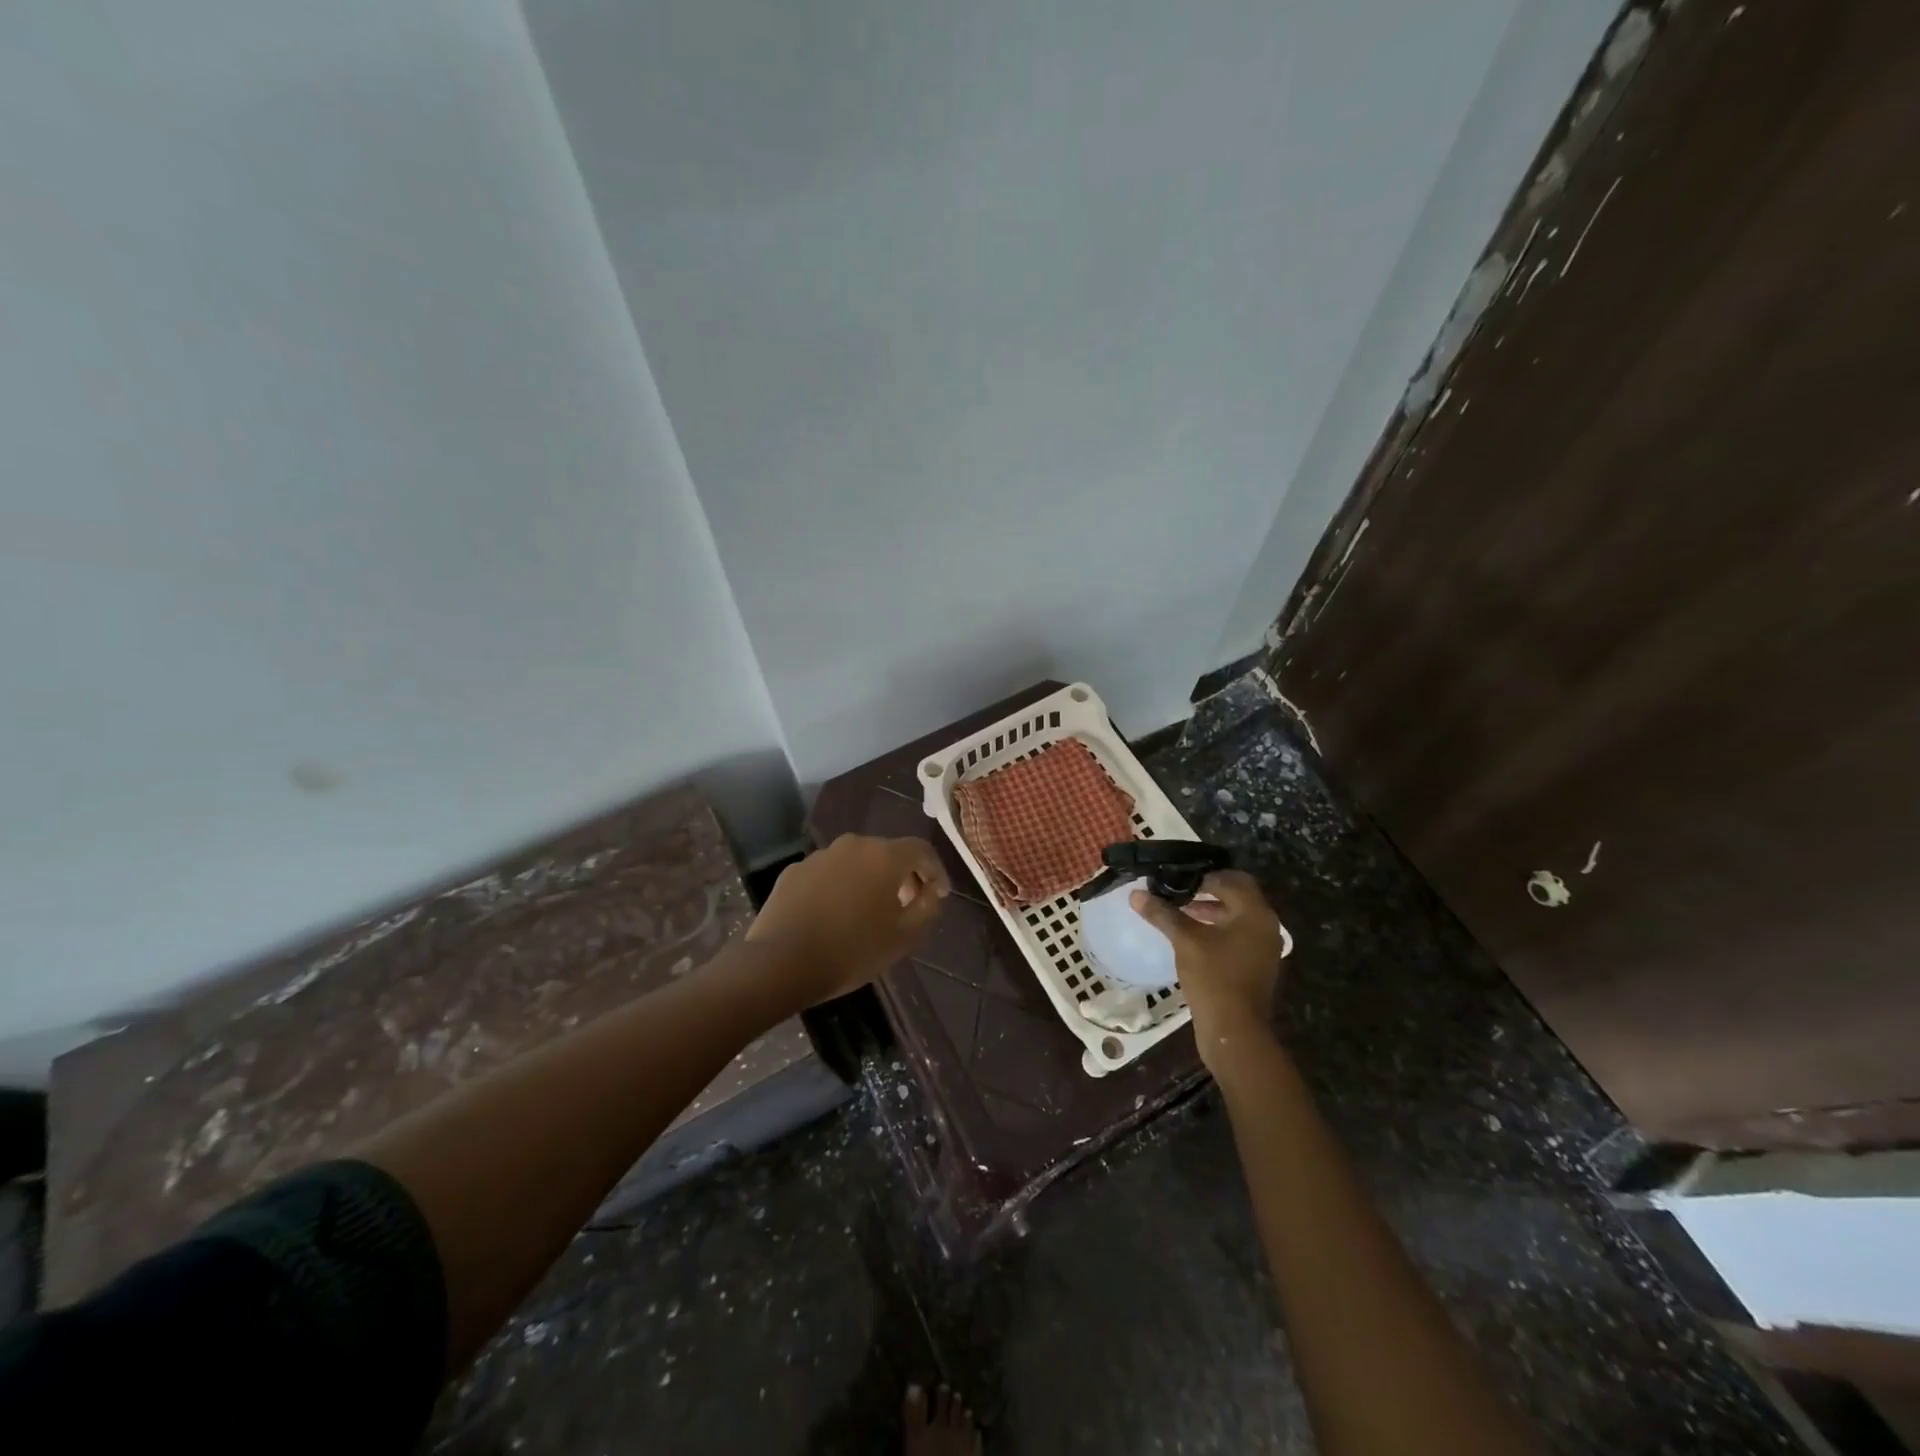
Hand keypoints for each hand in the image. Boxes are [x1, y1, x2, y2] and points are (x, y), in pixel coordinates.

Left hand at [746, 834, 949, 1007]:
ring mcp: (820, 856)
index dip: (935, 871)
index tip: (939, 895)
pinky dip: (840, 887)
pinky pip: (829, 874)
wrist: (780, 963)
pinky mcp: (794, 871)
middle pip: (888, 853)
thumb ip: (927, 908)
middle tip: (907, 905)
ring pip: (856, 862)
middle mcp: (853, 845)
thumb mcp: (904, 937)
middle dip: (903, 876)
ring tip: (869, 912)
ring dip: (869, 880)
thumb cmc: (851, 950)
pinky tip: (834, 915)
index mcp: (884, 856)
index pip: (921, 851)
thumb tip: (932, 892)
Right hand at [1129, 870, 1288, 1069]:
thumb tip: (1135, 894)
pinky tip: (1191, 935)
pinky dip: (1217, 928)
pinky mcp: (1256, 963)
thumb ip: (1163, 913)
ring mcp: (1263, 946)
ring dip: (1210, 909)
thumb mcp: (1185, 940)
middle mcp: (1266, 924)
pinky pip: (1237, 934)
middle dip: (1206, 890)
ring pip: (1236, 915)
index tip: (1174, 878)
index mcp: (1255, 913)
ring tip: (1179, 910)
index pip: (1229, 879)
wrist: (1235, 1031)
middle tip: (1176, 890)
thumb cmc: (1213, 978)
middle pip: (1236, 894)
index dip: (1201, 875)